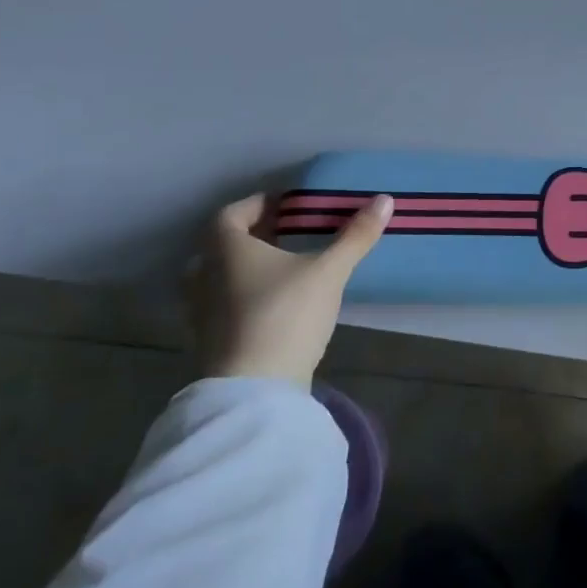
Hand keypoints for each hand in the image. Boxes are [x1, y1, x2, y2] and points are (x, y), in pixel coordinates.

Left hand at [189, 191, 392, 386]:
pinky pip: (224, 303)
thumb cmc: (286, 314)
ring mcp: (201, 310)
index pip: (231, 213)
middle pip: (223, 244)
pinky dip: (245, 295)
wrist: (254, 388)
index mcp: (226, 249)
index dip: (257, 204)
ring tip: (284, 267)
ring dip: (247, 267)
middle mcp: (204, 274)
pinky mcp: (210, 339)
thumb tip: (384, 199)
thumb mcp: (329, 271)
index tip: (287, 205)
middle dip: (254, 235)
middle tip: (290, 233)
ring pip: (220, 276)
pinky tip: (275, 303)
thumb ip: (355, 236)